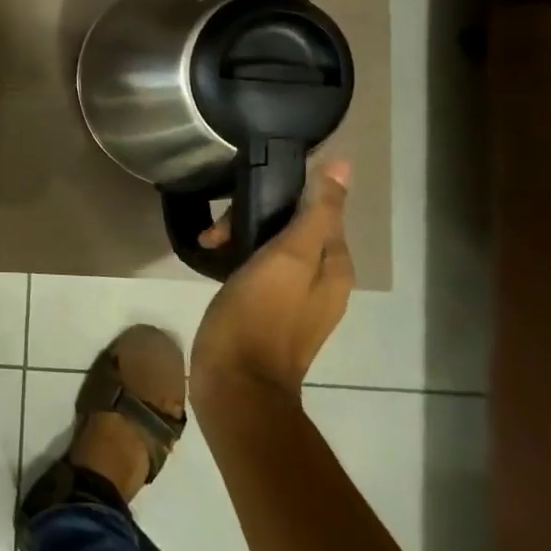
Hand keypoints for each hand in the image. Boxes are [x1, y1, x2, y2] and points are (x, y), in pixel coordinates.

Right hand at [190, 160, 352, 408]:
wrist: (236, 382)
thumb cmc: (261, 314)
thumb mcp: (289, 256)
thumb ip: (316, 212)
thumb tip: (341, 167)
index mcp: (334, 267)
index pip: (319, 210)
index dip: (283, 196)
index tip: (245, 195)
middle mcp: (320, 281)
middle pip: (292, 228)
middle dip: (253, 218)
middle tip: (219, 230)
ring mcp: (293, 299)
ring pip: (270, 247)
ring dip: (239, 236)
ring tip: (209, 244)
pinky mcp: (266, 311)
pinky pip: (256, 268)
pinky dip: (236, 258)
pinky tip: (214, 261)